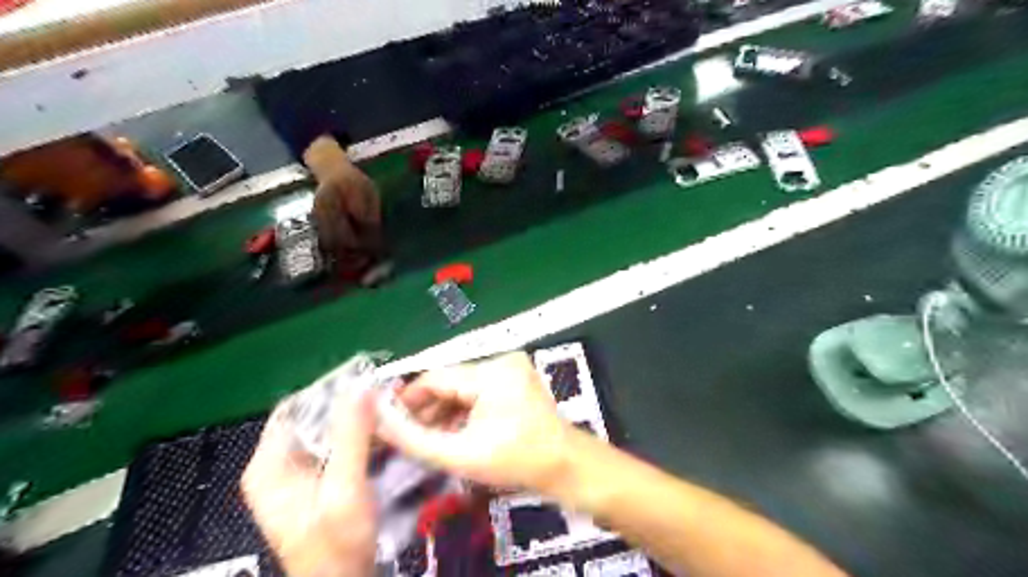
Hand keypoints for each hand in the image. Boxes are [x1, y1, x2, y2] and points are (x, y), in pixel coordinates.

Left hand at [244, 384, 377, 575]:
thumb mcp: (344, 488)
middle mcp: (277, 464)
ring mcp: (297, 473)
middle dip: (347, 403)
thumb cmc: (336, 545)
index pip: (294, 408)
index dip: (328, 390)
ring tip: (389, 404)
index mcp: (268, 466)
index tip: (365, 381)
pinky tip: (383, 429)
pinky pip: (336, 445)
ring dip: (356, 417)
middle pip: (312, 417)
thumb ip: (352, 436)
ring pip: (327, 430)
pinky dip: (358, 434)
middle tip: (384, 391)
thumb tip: (363, 386)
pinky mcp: (316, 480)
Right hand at [377, 355, 569, 492]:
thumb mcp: (461, 455)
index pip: (435, 377)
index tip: (388, 422)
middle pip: (449, 381)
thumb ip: (415, 439)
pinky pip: (479, 391)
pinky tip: (452, 432)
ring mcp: (512, 369)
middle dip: (427, 408)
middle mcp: (501, 361)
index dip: (408, 398)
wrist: (567, 466)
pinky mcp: (516, 379)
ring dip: (444, 411)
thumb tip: (380, 421)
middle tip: (405, 436)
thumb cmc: (517, 461)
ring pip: (463, 386)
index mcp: (491, 373)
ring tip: (427, 438)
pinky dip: (463, 410)